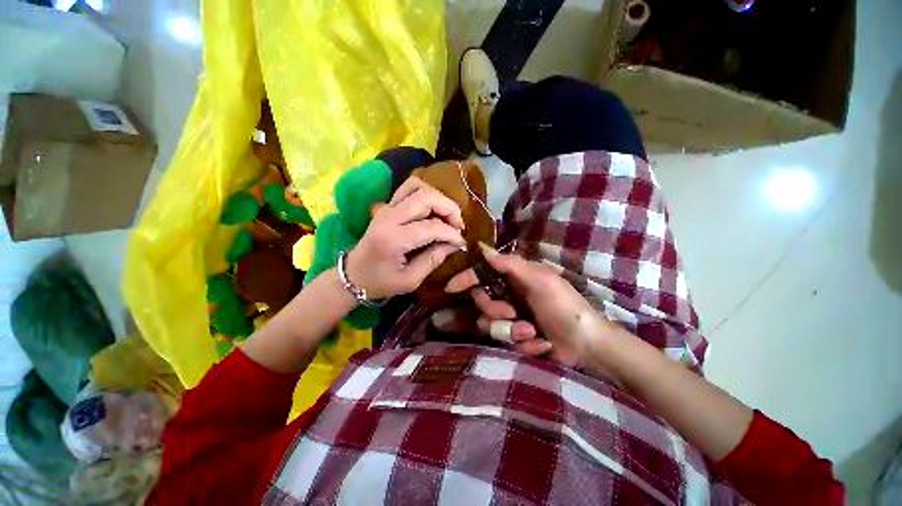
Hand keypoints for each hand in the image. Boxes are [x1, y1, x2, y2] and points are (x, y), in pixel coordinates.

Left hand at [346, 176, 466, 298]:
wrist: (354, 274)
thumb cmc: (381, 282)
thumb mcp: (411, 279)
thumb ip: (434, 259)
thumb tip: (455, 244)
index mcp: (393, 238)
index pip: (431, 226)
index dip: (452, 233)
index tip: (461, 243)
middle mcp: (389, 217)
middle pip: (426, 197)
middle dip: (449, 208)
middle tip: (458, 225)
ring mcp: (386, 207)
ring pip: (417, 186)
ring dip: (437, 198)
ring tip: (447, 215)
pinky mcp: (387, 206)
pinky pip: (410, 189)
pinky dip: (426, 194)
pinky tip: (433, 210)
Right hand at [446, 245, 618, 367]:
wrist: (586, 344)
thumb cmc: (564, 306)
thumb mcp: (540, 280)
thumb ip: (510, 265)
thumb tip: (483, 248)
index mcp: (514, 278)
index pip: (482, 274)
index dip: (467, 278)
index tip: (451, 287)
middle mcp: (509, 295)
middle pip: (481, 301)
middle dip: (495, 310)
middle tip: (513, 314)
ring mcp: (512, 317)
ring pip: (489, 323)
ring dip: (511, 330)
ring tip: (533, 332)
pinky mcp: (516, 336)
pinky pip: (505, 340)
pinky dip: (523, 342)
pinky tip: (540, 342)